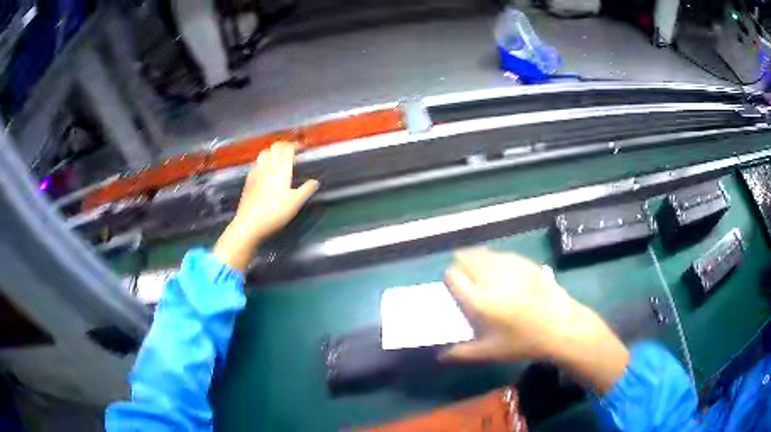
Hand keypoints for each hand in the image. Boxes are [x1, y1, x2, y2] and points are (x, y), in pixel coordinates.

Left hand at [214, 142, 318, 271]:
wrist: (249, 224)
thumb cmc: (274, 213)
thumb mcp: (295, 203)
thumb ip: (306, 190)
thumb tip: (315, 181)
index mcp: (281, 169)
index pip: (287, 149)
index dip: (296, 145)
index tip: (303, 148)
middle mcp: (267, 166)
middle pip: (275, 147)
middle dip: (284, 145)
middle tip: (292, 150)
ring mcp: (255, 172)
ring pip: (264, 153)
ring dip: (273, 151)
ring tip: (279, 157)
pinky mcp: (248, 180)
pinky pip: (256, 163)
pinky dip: (263, 161)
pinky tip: (265, 169)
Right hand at [442, 249, 628, 392]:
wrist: (560, 326)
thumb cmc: (523, 341)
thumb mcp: (490, 352)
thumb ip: (461, 353)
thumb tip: (440, 355)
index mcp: (478, 299)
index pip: (452, 276)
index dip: (450, 281)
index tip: (455, 291)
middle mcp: (490, 277)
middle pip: (465, 258)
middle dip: (461, 268)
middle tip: (467, 284)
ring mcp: (509, 266)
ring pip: (482, 253)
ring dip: (476, 261)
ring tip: (482, 276)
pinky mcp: (524, 261)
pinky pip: (500, 254)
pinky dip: (494, 260)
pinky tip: (502, 273)